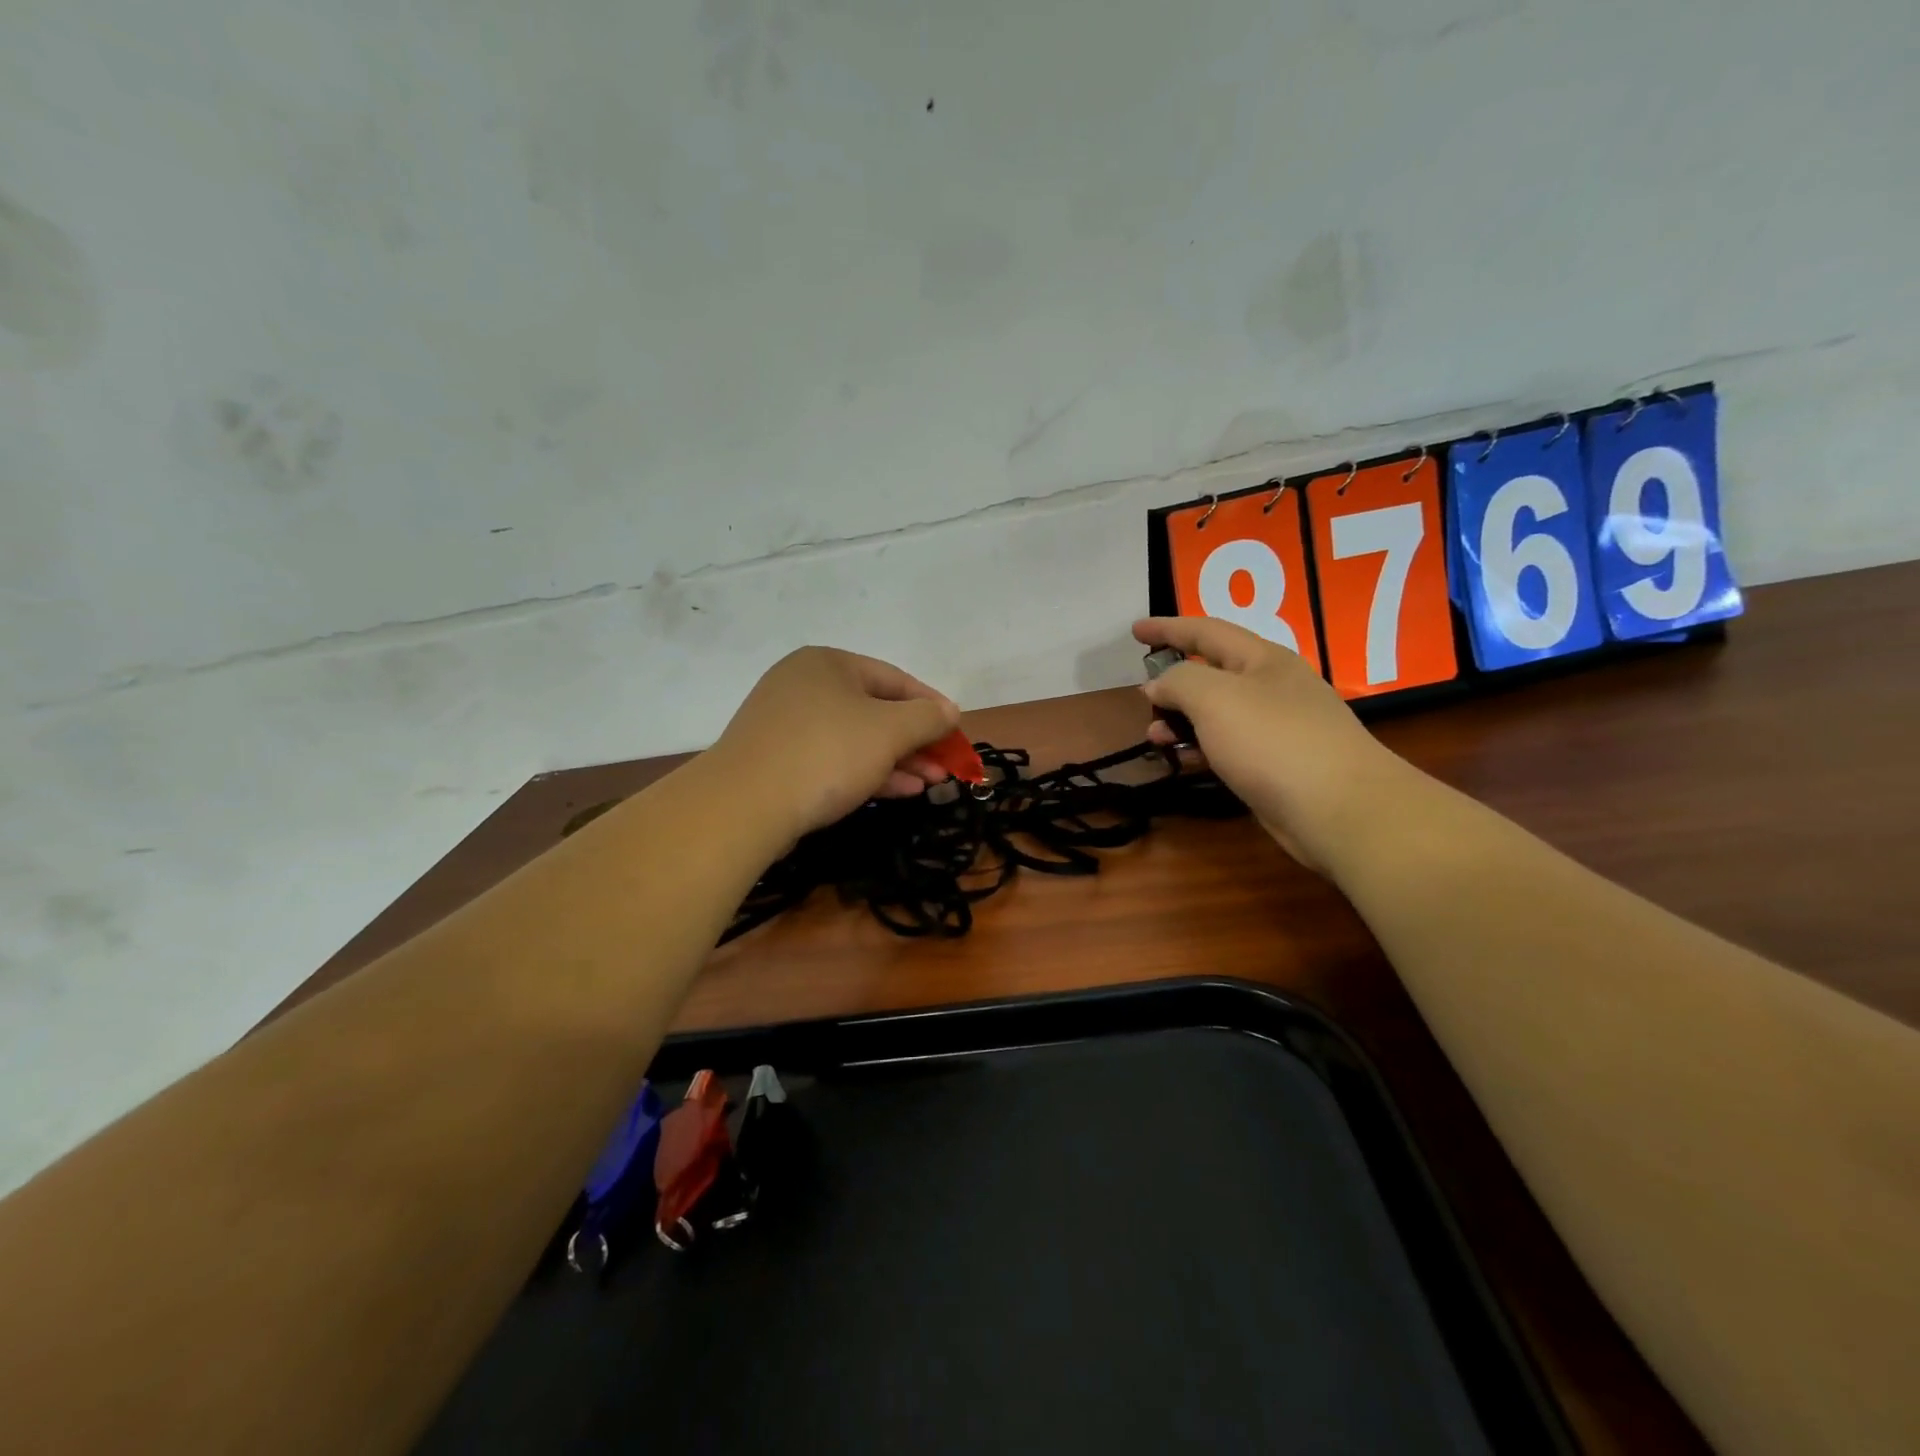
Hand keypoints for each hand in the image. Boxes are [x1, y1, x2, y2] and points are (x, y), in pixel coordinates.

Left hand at [711, 646, 961, 841]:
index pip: (895, 679)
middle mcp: (804, 684)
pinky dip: (867, 772)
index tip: (958, 733)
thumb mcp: (889, 731)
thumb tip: (950, 710)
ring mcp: (787, 723)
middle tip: (947, 767)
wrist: (743, 805)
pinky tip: (899, 791)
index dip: (932, 706)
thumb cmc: (825, 753)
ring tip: (932, 784)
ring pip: (856, 738)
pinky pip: (833, 759)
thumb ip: (927, 717)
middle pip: (876, 710)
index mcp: (828, 663)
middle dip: (917, 741)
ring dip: (898, 760)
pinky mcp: (777, 760)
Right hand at [1133, 617, 1416, 871]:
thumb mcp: (1215, 699)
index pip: (1207, 631)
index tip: (1134, 630)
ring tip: (1153, 737)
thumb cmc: (1273, 741)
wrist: (1339, 809)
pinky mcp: (1277, 765)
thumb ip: (1178, 682)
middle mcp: (1272, 688)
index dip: (1168, 628)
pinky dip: (1201, 749)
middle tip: (1143, 697)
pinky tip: (1184, 762)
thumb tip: (1158, 684)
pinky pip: (1228, 746)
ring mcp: (1278, 728)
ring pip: (1217, 714)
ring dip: (1181, 721)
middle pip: (1213, 673)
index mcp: (1263, 659)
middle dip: (1174, 682)